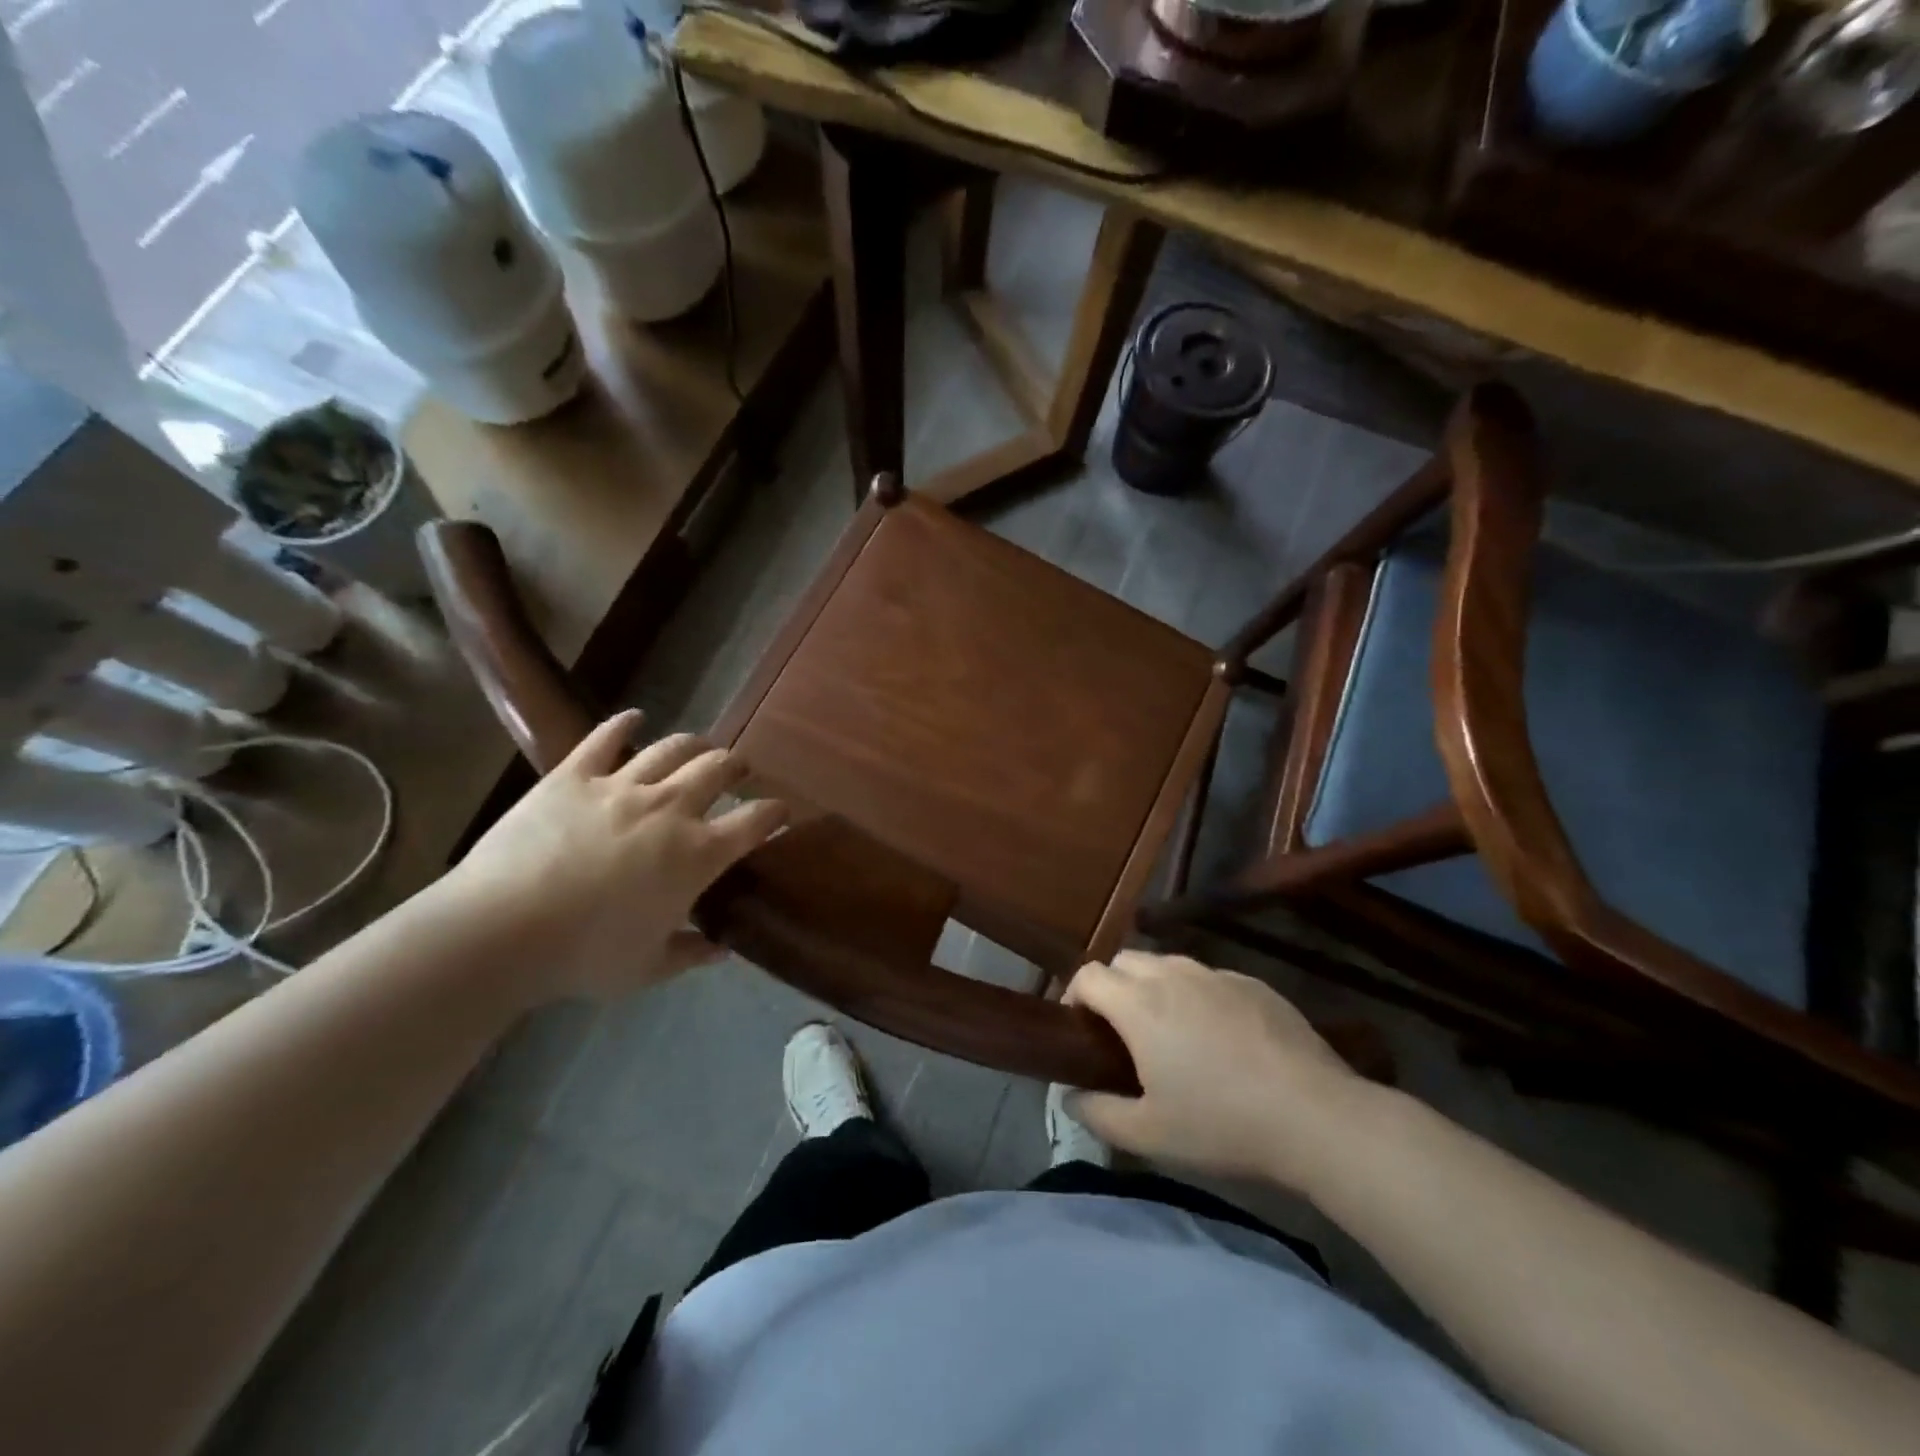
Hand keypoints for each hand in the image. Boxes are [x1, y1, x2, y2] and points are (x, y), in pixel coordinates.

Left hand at [443, 711, 786, 1001]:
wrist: (501, 931)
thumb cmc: (584, 956)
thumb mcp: (648, 968)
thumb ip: (691, 953)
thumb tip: (720, 949)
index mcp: (698, 854)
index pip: (755, 821)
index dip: (775, 813)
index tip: (781, 811)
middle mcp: (670, 808)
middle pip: (718, 770)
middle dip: (737, 766)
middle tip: (739, 769)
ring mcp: (621, 785)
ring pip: (672, 748)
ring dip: (694, 743)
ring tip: (700, 745)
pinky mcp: (574, 775)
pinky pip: (605, 739)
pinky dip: (623, 724)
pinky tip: (633, 718)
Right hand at [1064, 952, 1372, 1190]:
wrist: (1315, 1116)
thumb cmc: (1222, 1125)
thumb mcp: (1149, 1135)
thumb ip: (1098, 1113)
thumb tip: (1070, 1098)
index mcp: (1140, 1005)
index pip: (1088, 975)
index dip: (1074, 996)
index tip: (1079, 1029)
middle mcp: (1173, 976)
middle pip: (1124, 960)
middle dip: (1112, 986)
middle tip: (1121, 1032)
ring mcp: (1216, 975)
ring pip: (1167, 964)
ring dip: (1153, 987)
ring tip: (1168, 1031)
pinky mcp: (1252, 983)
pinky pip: (1208, 977)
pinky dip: (1196, 995)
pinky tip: (1218, 1036)